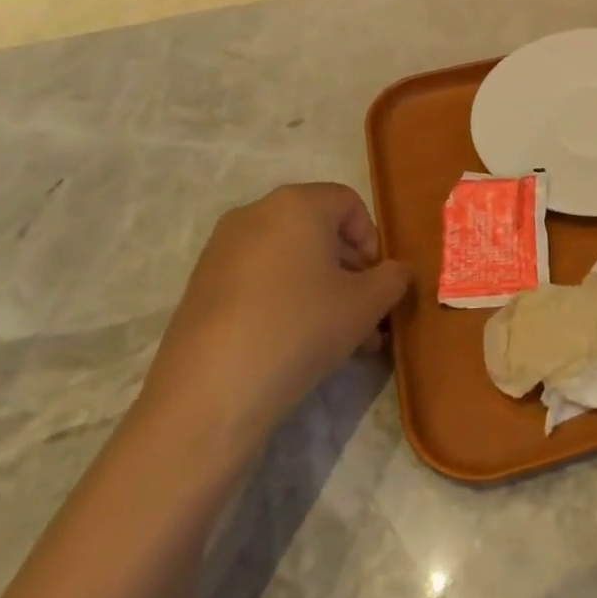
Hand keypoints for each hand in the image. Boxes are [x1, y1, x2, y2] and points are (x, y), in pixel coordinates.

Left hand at [141, 183, 410, 452]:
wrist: (210, 394)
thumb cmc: (301, 328)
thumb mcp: (367, 304)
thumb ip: (394, 278)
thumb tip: (395, 272)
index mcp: (297, 204)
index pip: (350, 203)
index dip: (372, 241)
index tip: (377, 284)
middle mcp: (256, 213)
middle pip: (318, 230)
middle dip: (349, 270)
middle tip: (365, 315)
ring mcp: (221, 249)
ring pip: (289, 258)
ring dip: (321, 289)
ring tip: (338, 338)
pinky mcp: (201, 285)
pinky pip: (258, 279)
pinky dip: (284, 299)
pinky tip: (295, 343)